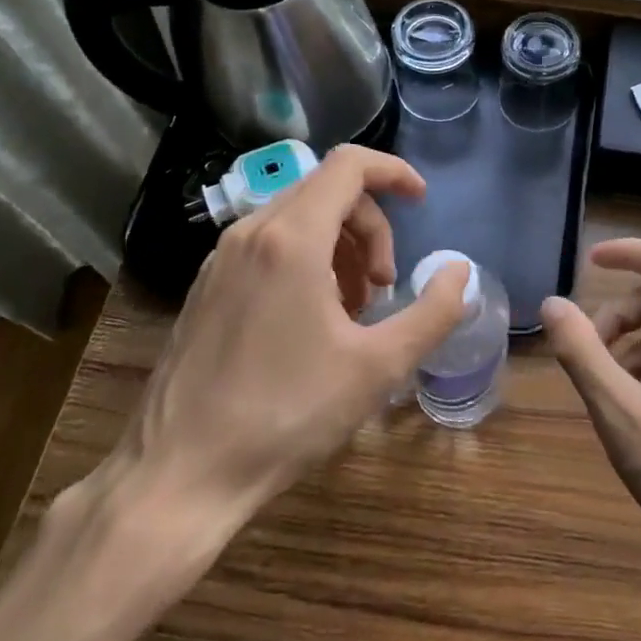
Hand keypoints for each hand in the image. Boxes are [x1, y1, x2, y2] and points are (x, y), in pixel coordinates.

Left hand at [91, 146, 469, 573]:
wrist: (181, 474)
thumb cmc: (288, 415)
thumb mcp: (379, 366)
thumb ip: (434, 311)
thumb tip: (460, 271)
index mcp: (292, 239)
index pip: (349, 165)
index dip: (394, 172)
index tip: (422, 201)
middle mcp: (250, 234)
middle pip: (327, 191)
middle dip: (372, 227)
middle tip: (386, 288)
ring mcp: (220, 260)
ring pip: (297, 218)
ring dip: (342, 248)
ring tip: (354, 310)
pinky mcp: (206, 287)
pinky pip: (269, 246)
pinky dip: (307, 262)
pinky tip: (313, 322)